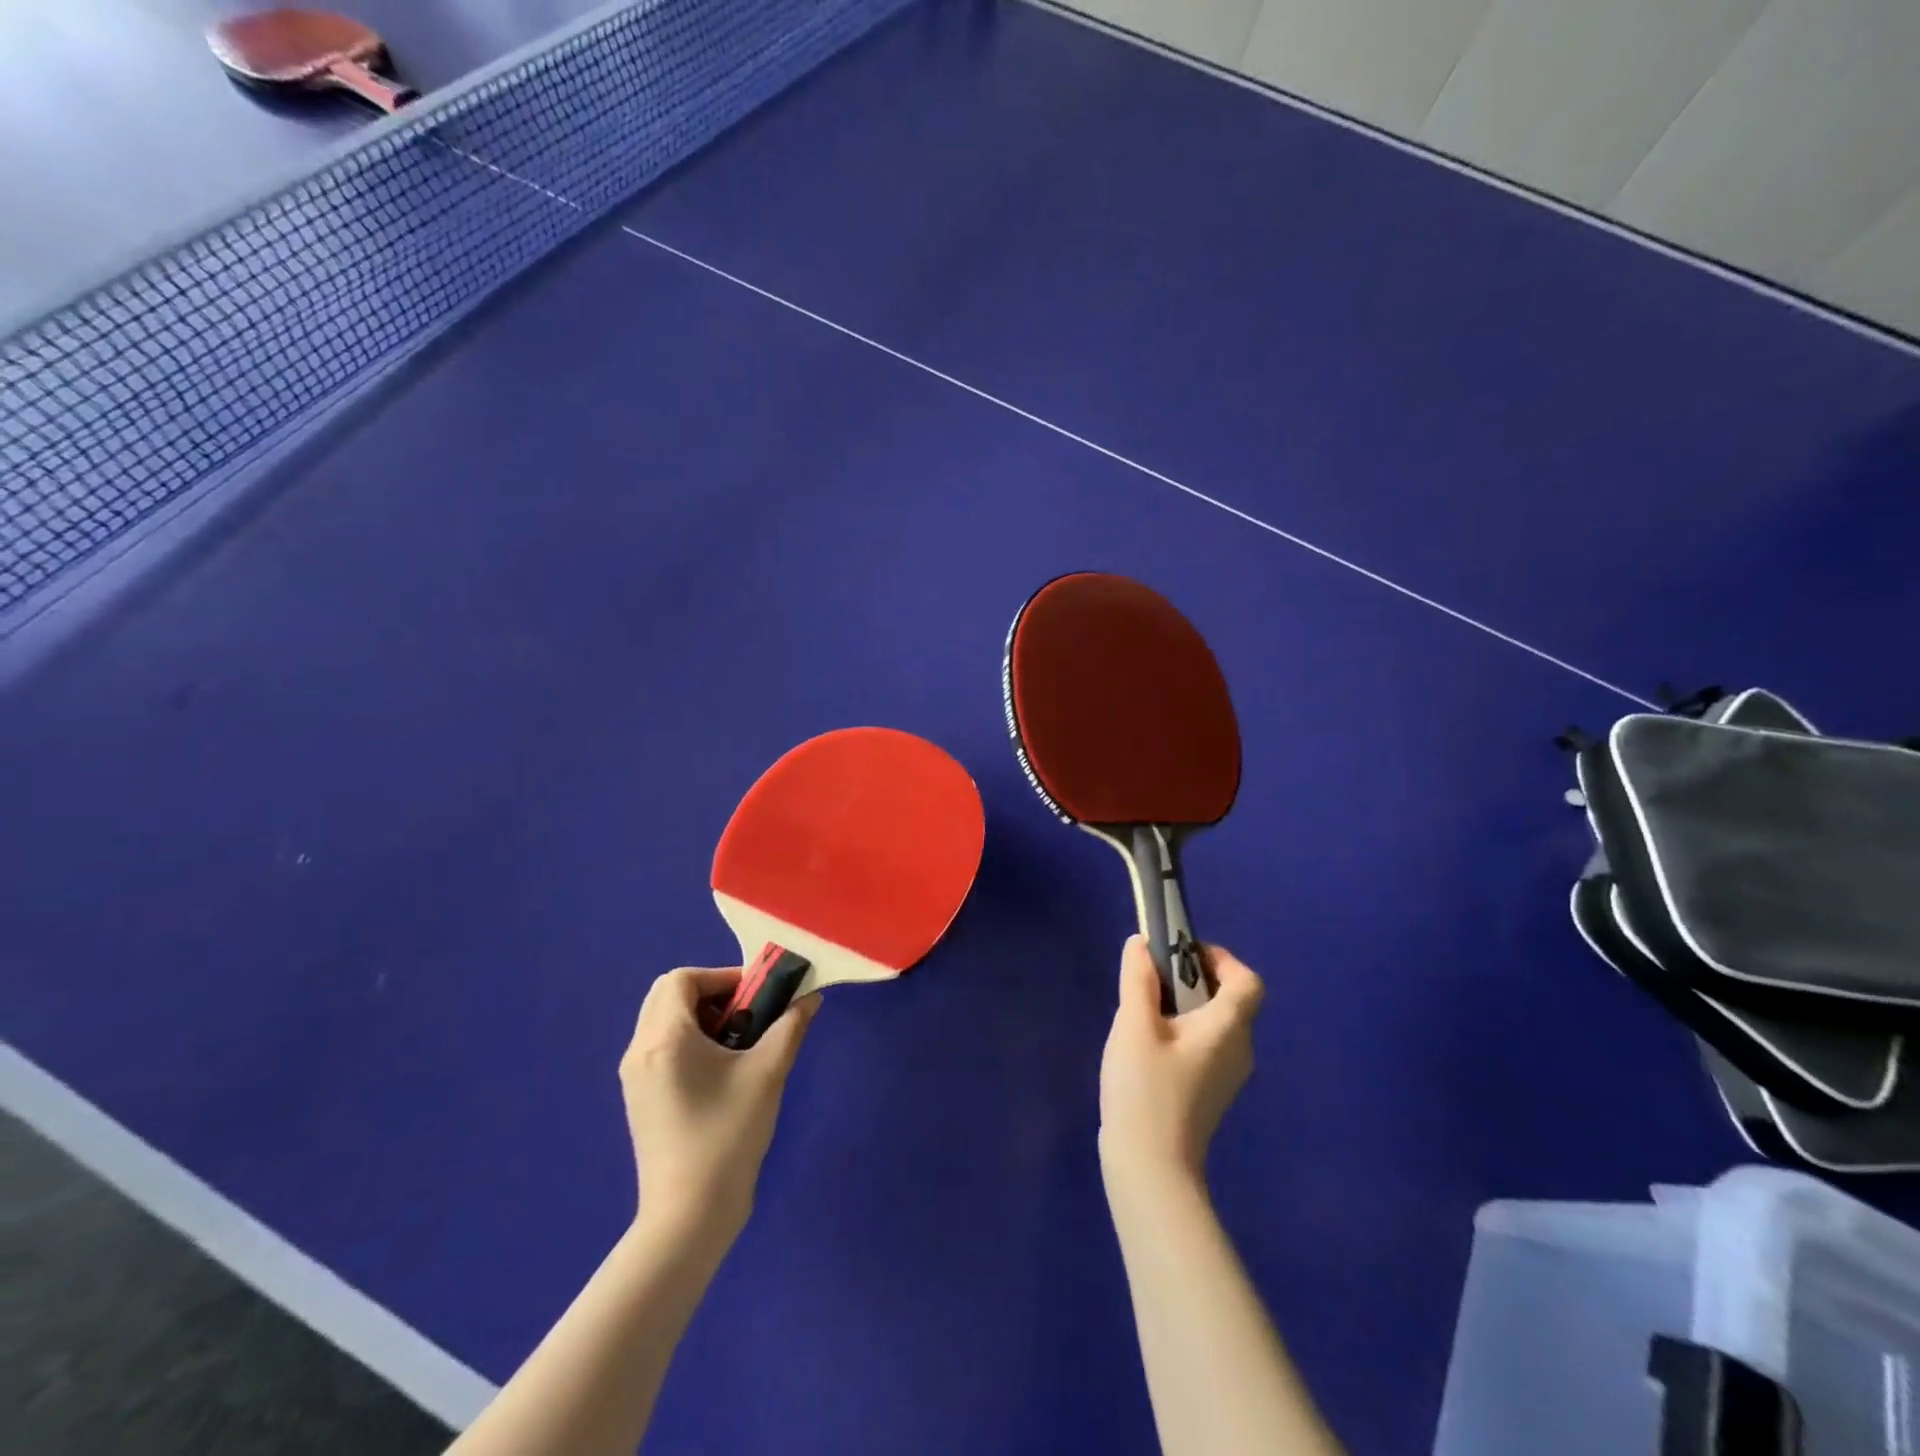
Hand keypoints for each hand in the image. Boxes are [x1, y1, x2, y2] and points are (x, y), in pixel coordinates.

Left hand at [619, 967, 818, 1240]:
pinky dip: (688, 1039)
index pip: (683, 978)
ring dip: (700, 1016)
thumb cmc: (727, 1135)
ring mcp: (635, 1076)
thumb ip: (790, 1026)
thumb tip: (810, 998)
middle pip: (668, 994)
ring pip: (663, 1020)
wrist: (689, 1215)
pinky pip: (660, 1046)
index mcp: (665, 1037)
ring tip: (737, 1043)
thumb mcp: (768, 1073)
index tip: (756, 997)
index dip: (722, 976)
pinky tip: (719, 1070)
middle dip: (711, 993)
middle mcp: (640, 1049)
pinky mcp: (640, 1097)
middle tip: (747, 1014)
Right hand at [1098, 936, 1261, 1181]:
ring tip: (1142, 1012)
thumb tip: (1142, 943)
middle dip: (1192, 978)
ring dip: (1183, 1006)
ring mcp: (1227, 1076)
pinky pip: (1205, 1046)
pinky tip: (1146, 1047)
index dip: (1220, 959)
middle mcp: (1239, 1050)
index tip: (1180, 954)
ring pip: (1214, 1023)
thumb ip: (1138, 979)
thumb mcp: (1135, 1025)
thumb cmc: (1146, 1089)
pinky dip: (1182, 1032)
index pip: (1247, 981)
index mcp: (1229, 1028)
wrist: (1151, 1169)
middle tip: (1151, 980)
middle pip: (1229, 999)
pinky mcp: (1210, 1093)